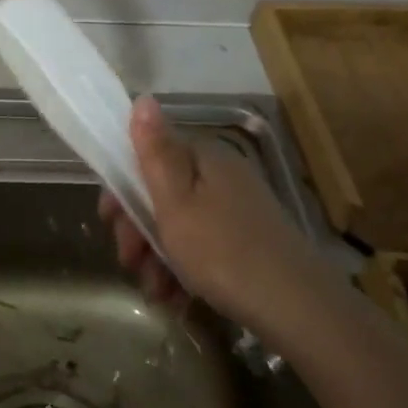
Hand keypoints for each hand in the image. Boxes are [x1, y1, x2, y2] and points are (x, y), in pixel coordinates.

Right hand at [99, 96, 339, 341]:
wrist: (298, 309)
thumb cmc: (223, 251)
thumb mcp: (176, 201)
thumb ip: (154, 151)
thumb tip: (142, 97)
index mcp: (203, 158)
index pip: (148, 158)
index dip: (122, 188)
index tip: (110, 221)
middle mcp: (221, 177)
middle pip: (161, 195)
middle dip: (137, 231)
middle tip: (130, 263)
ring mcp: (236, 211)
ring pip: (178, 227)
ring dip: (156, 259)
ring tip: (155, 292)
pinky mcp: (247, 243)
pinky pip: (201, 249)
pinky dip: (183, 272)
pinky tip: (176, 299)